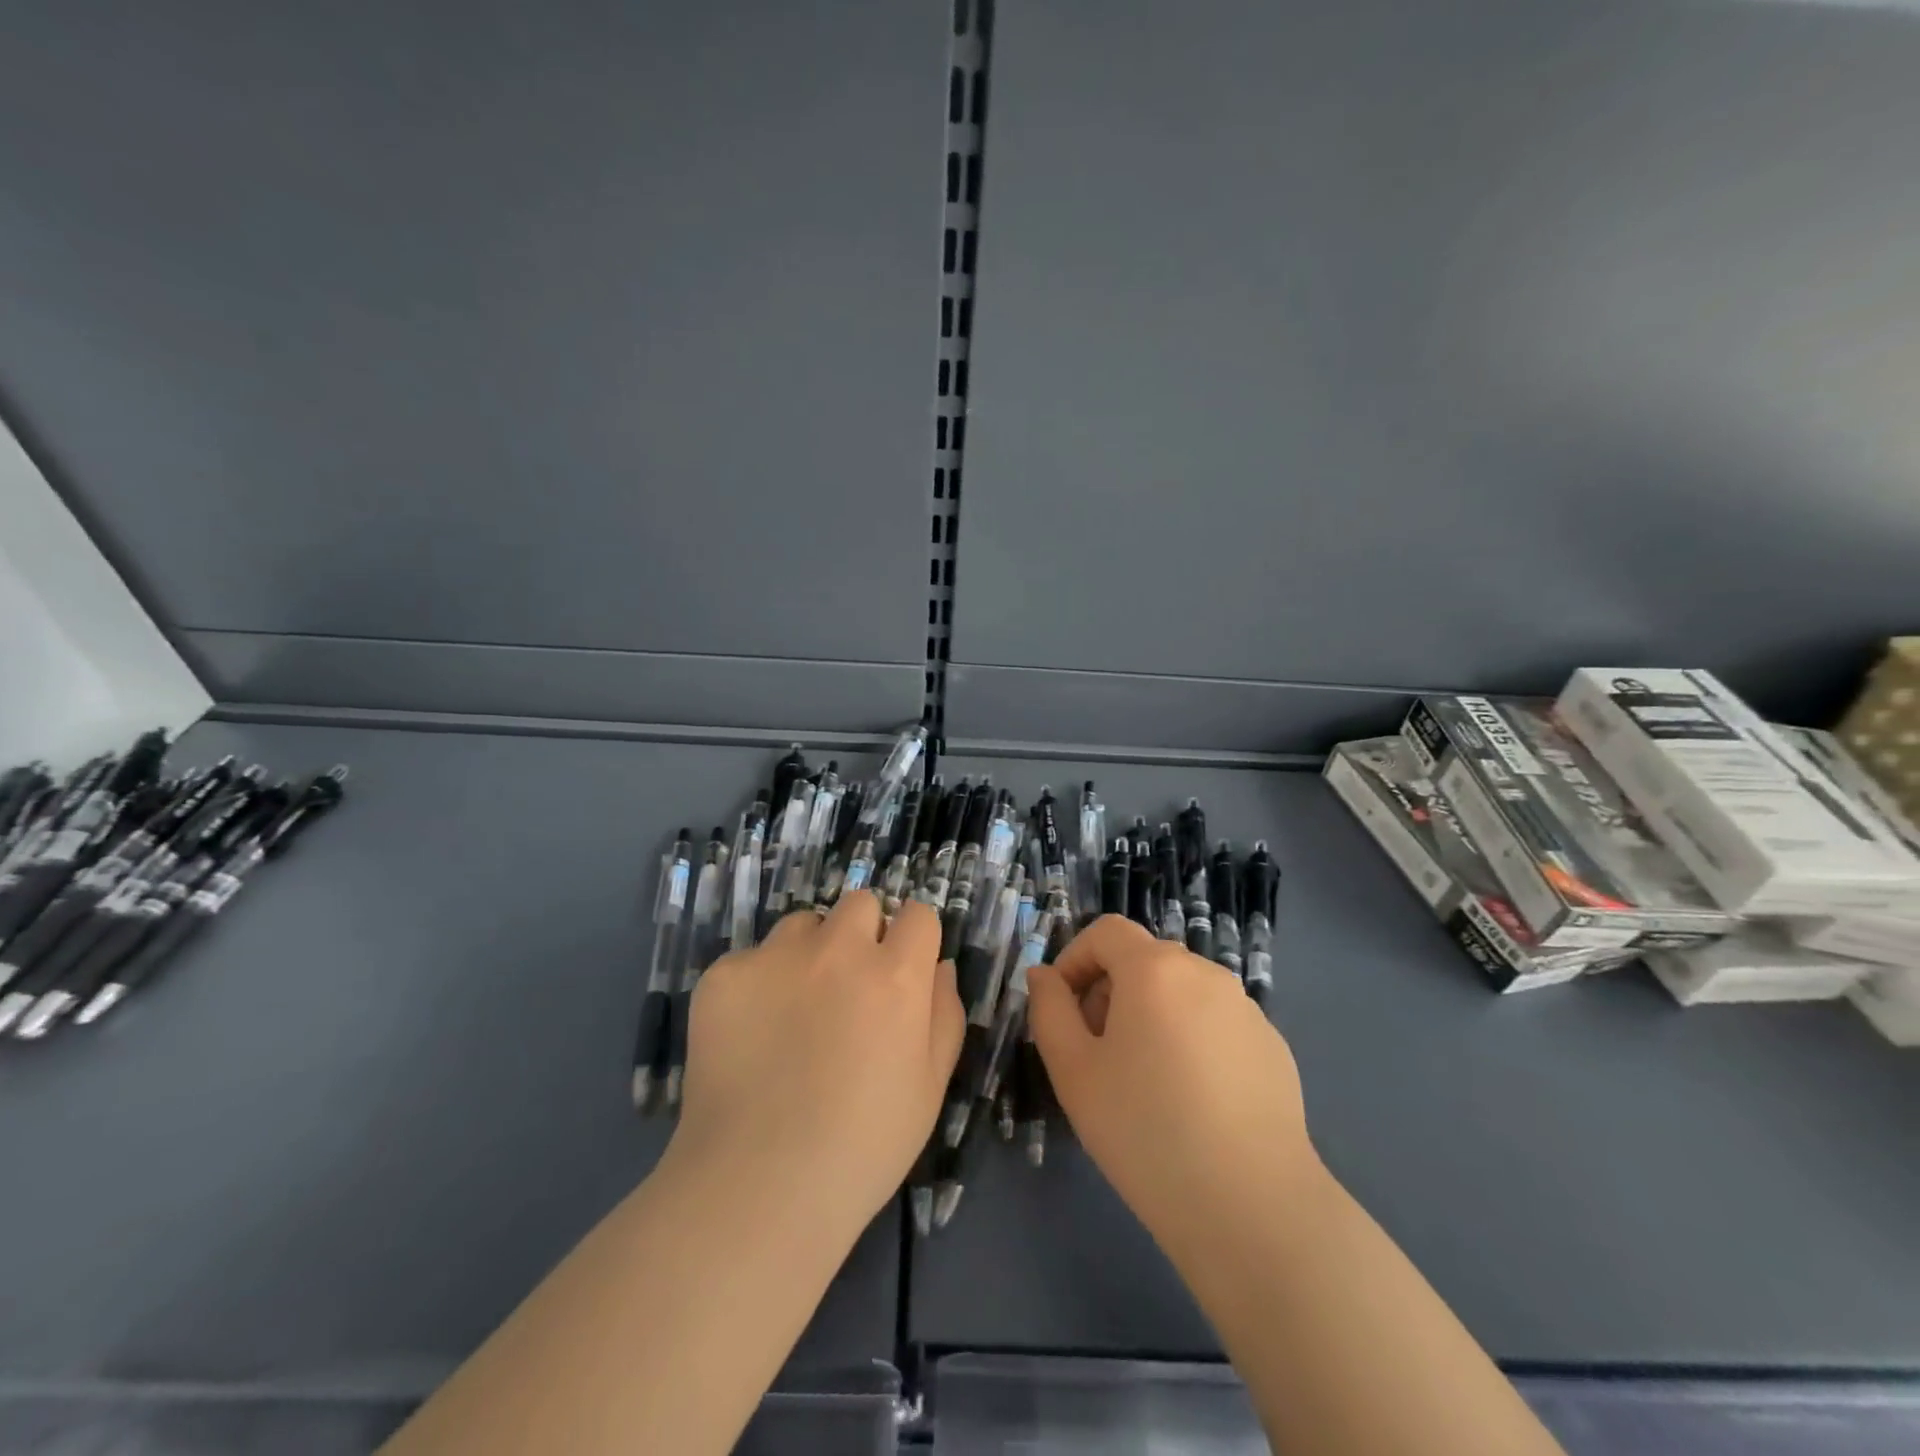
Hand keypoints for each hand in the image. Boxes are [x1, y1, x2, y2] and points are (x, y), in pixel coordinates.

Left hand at [668, 893, 963, 1246]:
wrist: (759, 1187)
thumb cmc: (864, 1146)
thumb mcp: (931, 1086)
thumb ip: (945, 1012)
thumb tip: (937, 965)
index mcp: (896, 975)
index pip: (918, 914)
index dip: (913, 941)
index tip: (902, 971)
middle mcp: (839, 950)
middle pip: (861, 903)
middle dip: (863, 934)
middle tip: (849, 988)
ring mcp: (776, 957)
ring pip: (804, 924)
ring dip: (810, 952)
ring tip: (795, 1010)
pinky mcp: (725, 975)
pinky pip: (752, 959)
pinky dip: (758, 985)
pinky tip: (751, 1036)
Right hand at [1027, 915, 1322, 1265]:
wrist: (1252, 1207)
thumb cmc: (1145, 1130)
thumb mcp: (1072, 1070)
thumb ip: (1049, 1009)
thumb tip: (1044, 975)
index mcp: (1155, 969)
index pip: (1106, 932)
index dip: (1075, 959)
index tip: (1064, 1009)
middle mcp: (1205, 974)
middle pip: (1144, 960)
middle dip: (1111, 991)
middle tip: (1098, 1052)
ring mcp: (1246, 1009)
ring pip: (1181, 992)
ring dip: (1151, 1015)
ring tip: (1145, 1081)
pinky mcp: (1273, 1047)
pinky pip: (1216, 1024)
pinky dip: (1192, 1040)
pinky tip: (1193, 1101)